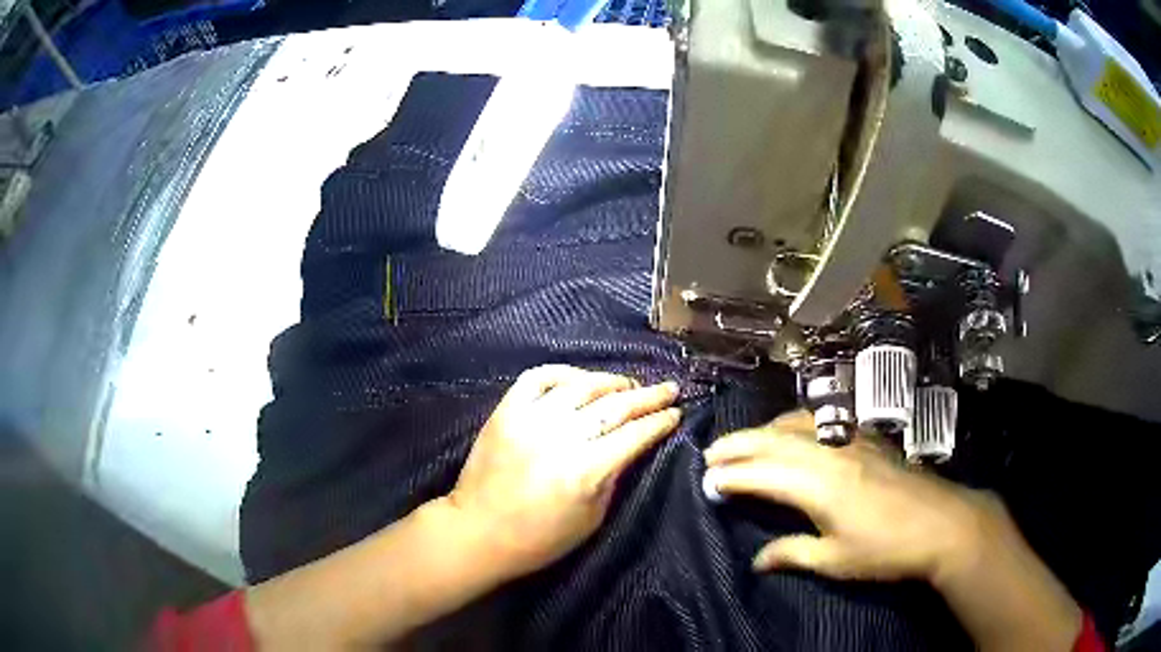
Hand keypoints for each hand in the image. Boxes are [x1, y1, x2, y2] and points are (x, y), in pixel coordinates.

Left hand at [447, 365, 681, 578]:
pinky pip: (537, 378)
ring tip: (628, 385)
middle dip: (647, 396)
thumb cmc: (540, 539)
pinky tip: (580, 380)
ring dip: (611, 381)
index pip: (634, 434)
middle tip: (668, 389)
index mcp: (585, 470)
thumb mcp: (592, 518)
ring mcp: (529, 419)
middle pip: (614, 406)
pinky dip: (563, 372)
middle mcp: (560, 437)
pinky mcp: (505, 412)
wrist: (478, 532)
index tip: (676, 413)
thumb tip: (632, 446)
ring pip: (580, 386)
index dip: (660, 422)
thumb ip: (615, 477)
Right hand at [704, 410, 982, 579]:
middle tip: (710, 453)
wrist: (941, 522)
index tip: (706, 480)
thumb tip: (757, 561)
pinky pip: (820, 421)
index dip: (731, 476)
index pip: (762, 474)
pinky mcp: (866, 438)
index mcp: (819, 486)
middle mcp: (830, 453)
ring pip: (796, 424)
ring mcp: (850, 440)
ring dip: (764, 430)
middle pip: (774, 440)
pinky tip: (793, 430)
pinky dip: (794, 423)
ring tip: (743, 441)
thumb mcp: (836, 561)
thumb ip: (792, 553)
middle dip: (738, 444)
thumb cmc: (886, 549)